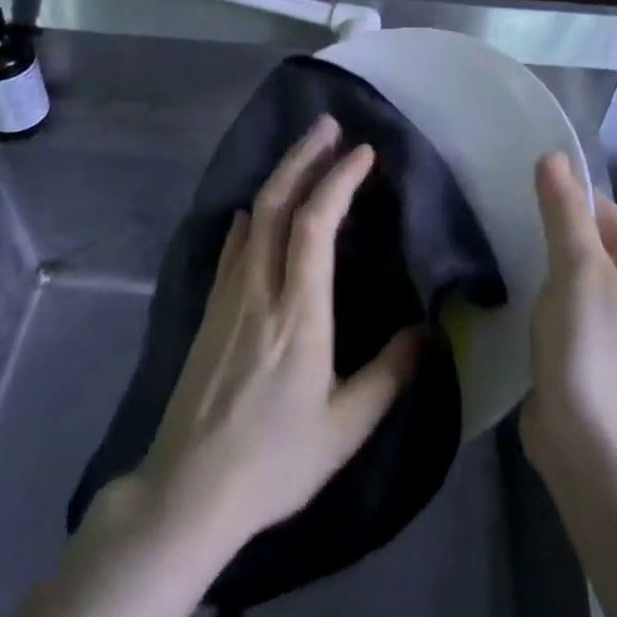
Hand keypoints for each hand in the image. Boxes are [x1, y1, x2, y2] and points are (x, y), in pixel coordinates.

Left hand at [126, 115, 421, 556]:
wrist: (188, 491)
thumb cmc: (274, 462)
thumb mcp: (346, 426)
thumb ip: (391, 374)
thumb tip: (429, 331)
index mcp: (298, 312)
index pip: (317, 224)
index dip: (339, 180)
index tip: (363, 153)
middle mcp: (259, 290)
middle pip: (277, 204)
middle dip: (303, 158)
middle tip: (327, 126)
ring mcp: (227, 298)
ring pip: (251, 219)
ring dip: (278, 179)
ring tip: (302, 154)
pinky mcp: (208, 313)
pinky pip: (231, 247)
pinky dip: (249, 218)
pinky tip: (252, 213)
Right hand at [520, 152, 616, 484]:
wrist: (593, 447)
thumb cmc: (590, 347)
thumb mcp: (577, 269)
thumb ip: (564, 211)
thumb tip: (553, 155)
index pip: (601, 208)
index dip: (562, 196)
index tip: (515, 192)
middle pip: (586, 239)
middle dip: (546, 229)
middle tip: (500, 222)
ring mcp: (613, 323)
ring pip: (570, 274)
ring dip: (539, 264)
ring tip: (499, 253)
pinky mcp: (587, 349)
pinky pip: (561, 306)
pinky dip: (538, 296)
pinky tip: (510, 295)